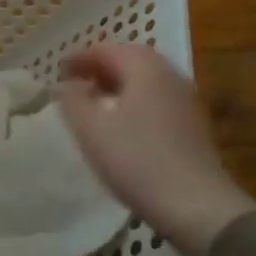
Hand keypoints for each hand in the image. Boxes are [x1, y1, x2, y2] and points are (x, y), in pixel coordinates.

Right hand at [56, 43, 255, 255]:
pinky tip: (122, 126)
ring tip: (95, 103)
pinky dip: (135, 102)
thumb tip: (65, 85)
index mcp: (145, 68)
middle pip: (131, 60)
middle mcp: (170, 75)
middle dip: (101, 68)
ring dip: (119, 85)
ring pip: (146, 81)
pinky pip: (157, 100)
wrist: (197, 206)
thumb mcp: (92, 130)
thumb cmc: (137, 161)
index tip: (58, 71)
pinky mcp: (194, 126)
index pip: (107, 49)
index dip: (79, 58)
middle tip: (76, 82)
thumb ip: (72, 101)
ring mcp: (186, 101)